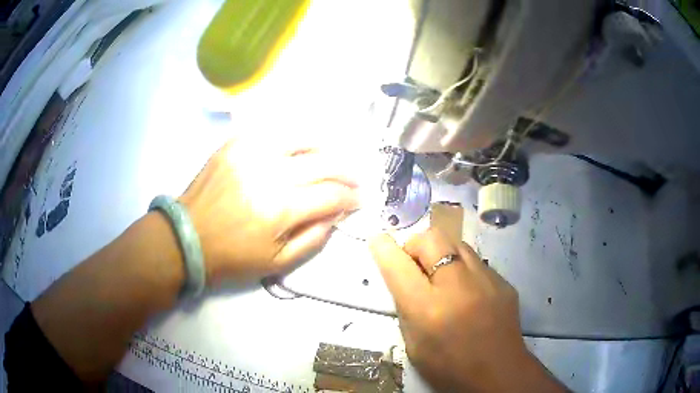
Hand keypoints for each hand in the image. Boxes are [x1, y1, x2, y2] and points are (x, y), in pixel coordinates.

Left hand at [179, 136, 359, 283]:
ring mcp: (250, 152)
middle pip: (323, 163)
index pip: (331, 195)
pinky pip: (273, 132)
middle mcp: (269, 173)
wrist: (187, 237)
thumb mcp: (277, 263)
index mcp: (280, 209)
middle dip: (347, 172)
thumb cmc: (231, 257)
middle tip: (355, 180)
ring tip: (331, 160)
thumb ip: (313, 238)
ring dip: (324, 150)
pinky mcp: (235, 143)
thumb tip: (336, 215)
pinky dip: (293, 139)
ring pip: (301, 139)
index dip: (351, 198)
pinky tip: (300, 149)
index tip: (359, 200)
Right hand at [369, 229, 563, 391]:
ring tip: (442, 277)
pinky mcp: (503, 282)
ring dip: (441, 253)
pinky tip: (468, 292)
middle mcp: (457, 286)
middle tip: (415, 265)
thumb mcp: (414, 345)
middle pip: (431, 238)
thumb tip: (406, 278)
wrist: (498, 373)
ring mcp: (486, 280)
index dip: (384, 248)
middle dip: (416, 245)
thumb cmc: (449, 367)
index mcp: (428, 309)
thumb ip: (407, 308)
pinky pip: (477, 262)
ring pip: (456, 243)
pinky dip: (464, 269)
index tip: (379, 241)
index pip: (398, 265)